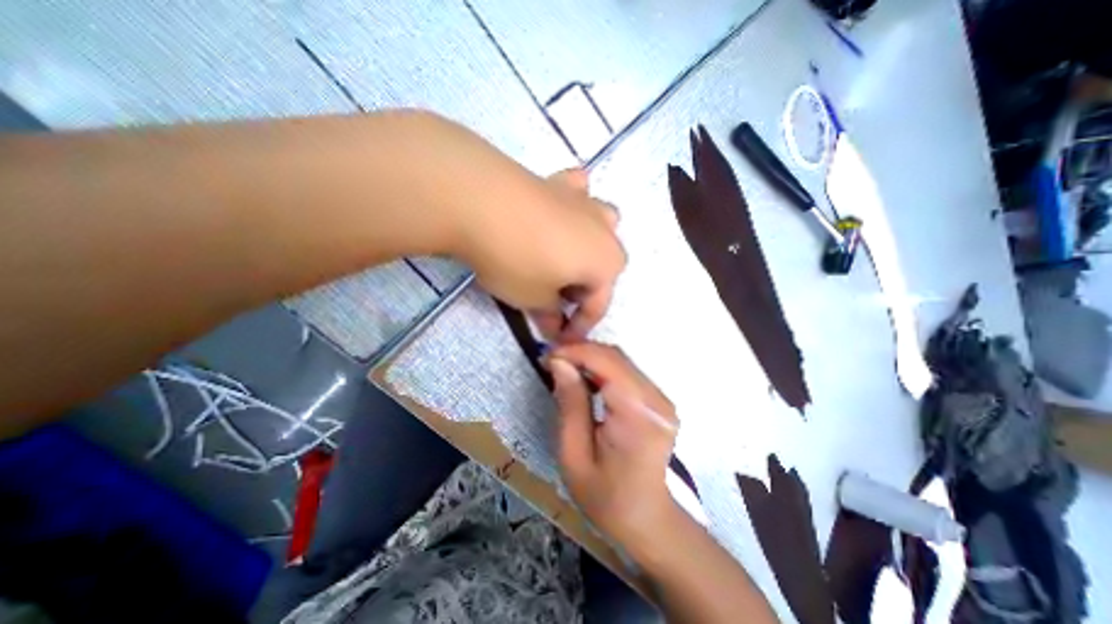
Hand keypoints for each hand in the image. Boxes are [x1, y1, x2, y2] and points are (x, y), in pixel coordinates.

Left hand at [457, 168, 621, 338]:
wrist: (480, 202)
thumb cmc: (515, 261)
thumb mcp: (533, 299)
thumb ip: (550, 315)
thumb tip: (554, 327)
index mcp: (607, 263)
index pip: (597, 304)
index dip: (578, 326)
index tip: (559, 338)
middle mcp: (605, 231)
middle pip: (601, 268)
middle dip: (582, 289)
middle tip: (553, 301)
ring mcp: (585, 202)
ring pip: (599, 229)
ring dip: (588, 247)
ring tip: (561, 258)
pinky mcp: (560, 182)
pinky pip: (578, 195)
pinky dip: (573, 207)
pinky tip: (557, 212)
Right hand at [547, 345, 678, 553]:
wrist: (647, 520)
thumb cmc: (605, 497)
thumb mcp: (574, 454)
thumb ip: (569, 403)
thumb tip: (559, 362)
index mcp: (638, 414)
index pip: (607, 362)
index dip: (576, 351)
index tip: (547, 356)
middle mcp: (656, 399)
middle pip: (616, 357)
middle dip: (581, 352)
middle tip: (552, 361)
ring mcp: (661, 399)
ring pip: (621, 360)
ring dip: (591, 359)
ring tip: (564, 368)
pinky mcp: (658, 401)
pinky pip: (627, 372)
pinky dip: (603, 369)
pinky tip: (585, 379)